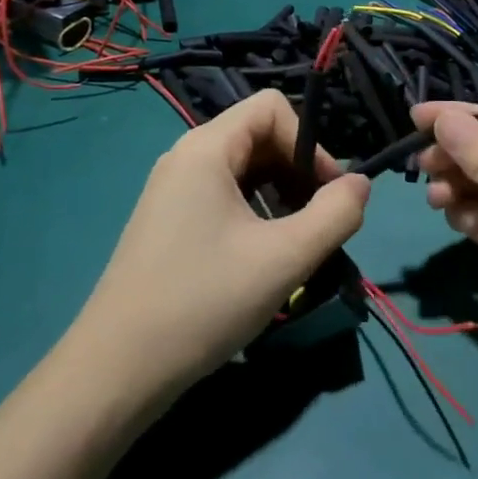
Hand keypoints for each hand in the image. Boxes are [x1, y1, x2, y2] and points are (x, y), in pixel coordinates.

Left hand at [75, 91, 368, 398]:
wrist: (116, 370)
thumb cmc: (203, 302)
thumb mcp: (284, 259)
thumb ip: (335, 215)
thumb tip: (360, 185)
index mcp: (206, 148)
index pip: (272, 107)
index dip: (309, 142)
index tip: (327, 193)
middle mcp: (186, 157)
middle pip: (258, 136)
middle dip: (297, 171)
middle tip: (317, 224)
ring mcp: (172, 190)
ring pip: (243, 170)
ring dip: (279, 196)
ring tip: (294, 245)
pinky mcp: (168, 221)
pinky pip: (223, 196)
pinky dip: (254, 213)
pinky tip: (261, 258)